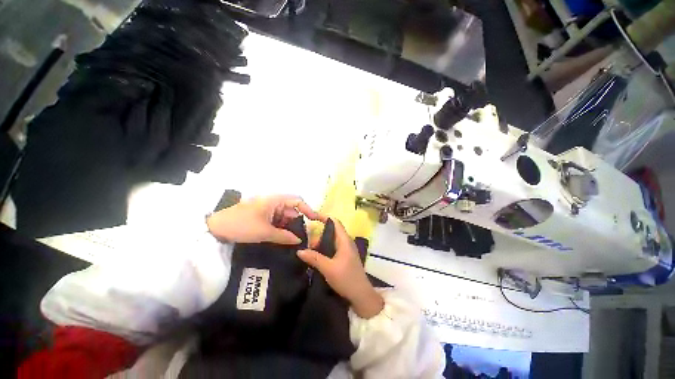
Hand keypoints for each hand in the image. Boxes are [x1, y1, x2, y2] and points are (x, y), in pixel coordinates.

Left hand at [206, 195, 322, 243]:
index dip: (308, 209)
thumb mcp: (264, 232)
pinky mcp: (261, 216)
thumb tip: (299, 240)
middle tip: (304, 236)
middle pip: (291, 210)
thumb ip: (284, 236)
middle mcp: (273, 202)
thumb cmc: (242, 225)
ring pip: (284, 217)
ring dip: (289, 227)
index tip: (315, 221)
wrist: (215, 228)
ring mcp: (267, 209)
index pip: (297, 201)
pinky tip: (282, 238)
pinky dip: (280, 228)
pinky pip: (276, 221)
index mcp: (275, 200)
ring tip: (294, 239)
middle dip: (298, 222)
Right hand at [297, 218, 383, 318]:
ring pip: (332, 240)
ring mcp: (346, 249)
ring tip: (310, 250)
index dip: (324, 217)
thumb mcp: (328, 268)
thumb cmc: (346, 279)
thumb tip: (299, 251)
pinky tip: (317, 256)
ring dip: (321, 242)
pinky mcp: (345, 257)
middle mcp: (346, 242)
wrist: (361, 295)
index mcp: (344, 240)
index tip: (311, 218)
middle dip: (319, 233)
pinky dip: (325, 248)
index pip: (335, 222)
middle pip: (332, 230)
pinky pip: (333, 247)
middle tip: (308, 243)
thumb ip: (314, 258)